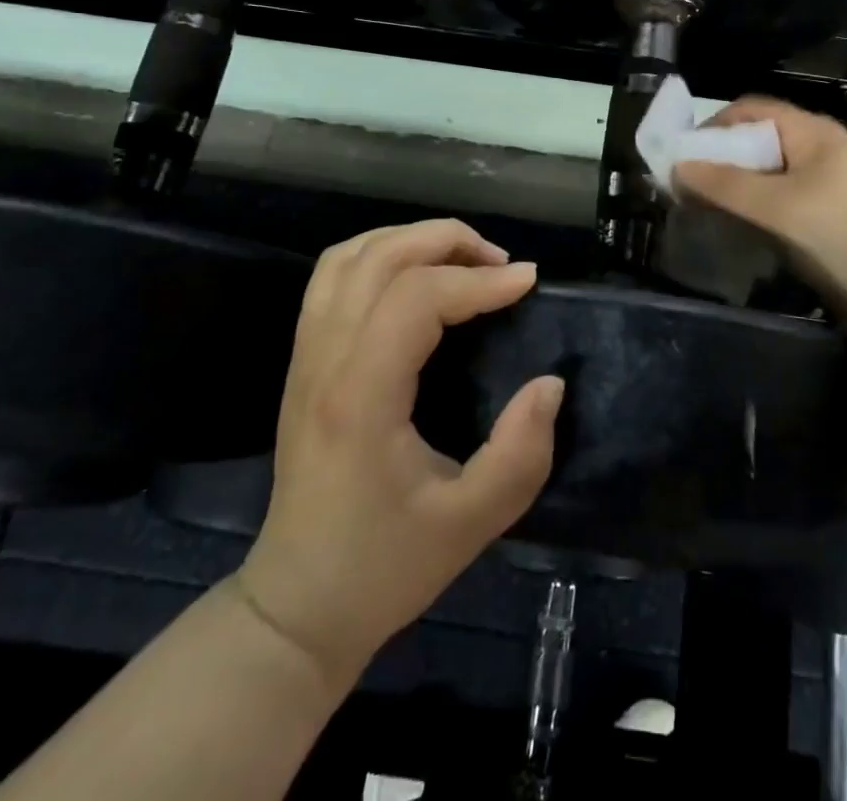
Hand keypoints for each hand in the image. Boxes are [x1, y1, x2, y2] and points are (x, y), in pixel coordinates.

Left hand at [237, 221, 562, 692]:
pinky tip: (416, 275)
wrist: (297, 608)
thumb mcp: (470, 525)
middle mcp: (325, 361)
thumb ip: (521, 454)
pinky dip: (379, 254)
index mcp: (360, 397)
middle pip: (381, 257)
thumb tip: (550, 383)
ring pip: (350, 256)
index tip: (530, 284)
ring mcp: (306, 356)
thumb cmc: (383, 567)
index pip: (417, 298)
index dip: (480, 281)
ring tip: (463, 259)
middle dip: (449, 241)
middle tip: (502, 263)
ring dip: (412, 239)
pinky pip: (333, 277)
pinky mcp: (303, 361)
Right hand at [674, 98, 846, 313]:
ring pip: (764, 172)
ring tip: (702, 207)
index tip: (682, 155)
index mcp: (812, 132)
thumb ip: (723, 185)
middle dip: (719, 159)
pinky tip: (732, 227)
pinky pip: (776, 199)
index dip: (713, 126)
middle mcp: (817, 149)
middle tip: (686, 185)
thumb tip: (677, 169)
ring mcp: (823, 183)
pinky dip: (750, 207)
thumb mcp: (774, 206)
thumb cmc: (836, 236)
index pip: (751, 109)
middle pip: (756, 140)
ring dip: (732, 186)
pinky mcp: (823, 214)